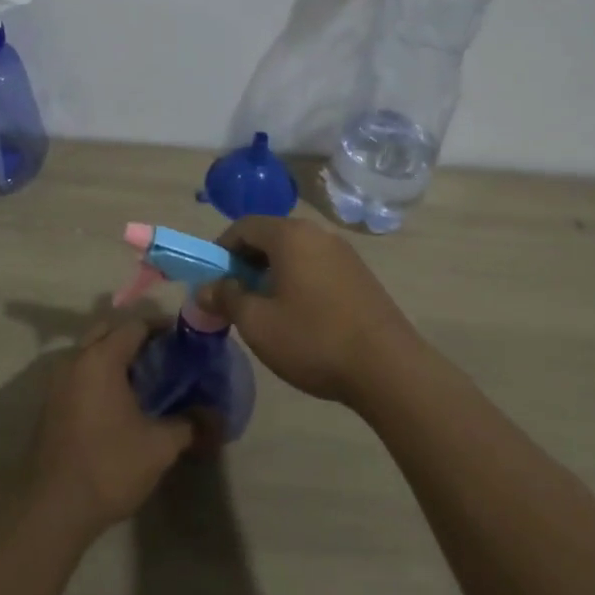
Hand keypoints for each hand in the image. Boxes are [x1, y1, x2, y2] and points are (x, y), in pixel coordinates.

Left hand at [26, 318, 193, 538]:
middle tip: (163, 356)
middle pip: (108, 331)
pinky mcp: (50, 404)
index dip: (161, 328)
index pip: (135, 325)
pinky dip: (99, 375)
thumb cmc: (109, 466)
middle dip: (135, 337)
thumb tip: (216, 418)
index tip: (183, 340)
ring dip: (114, 356)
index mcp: (101, 358)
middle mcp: (76, 360)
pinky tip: (119, 402)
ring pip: (90, 352)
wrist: (53, 509)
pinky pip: (79, 373)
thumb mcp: (159, 446)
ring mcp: (58, 382)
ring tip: (144, 379)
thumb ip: (189, 424)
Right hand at [197, 215, 420, 407]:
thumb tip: (206, 287)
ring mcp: (343, 252)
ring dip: (272, 274)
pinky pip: (316, 266)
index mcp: (290, 235)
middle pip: (270, 237)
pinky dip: (298, 281)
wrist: (388, 368)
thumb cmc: (313, 340)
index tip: (213, 282)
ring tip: (267, 311)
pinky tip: (300, 316)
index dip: (221, 250)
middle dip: (246, 264)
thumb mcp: (257, 323)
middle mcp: (317, 233)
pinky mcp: (360, 274)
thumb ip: (227, 298)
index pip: (243, 226)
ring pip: (294, 253)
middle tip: (236, 299)